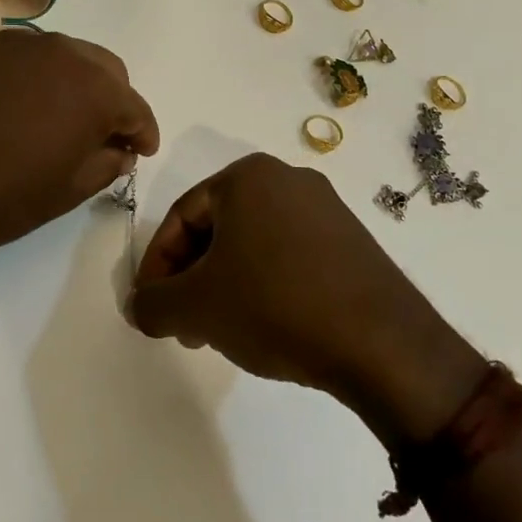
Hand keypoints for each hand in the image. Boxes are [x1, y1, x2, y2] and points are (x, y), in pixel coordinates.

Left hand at [0, 30, 158, 276]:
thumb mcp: (66, 192)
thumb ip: (105, 163)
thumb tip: (119, 149)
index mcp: (92, 88)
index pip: (134, 105)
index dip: (142, 131)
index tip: (140, 150)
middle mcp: (58, 51)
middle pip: (101, 68)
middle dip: (109, 98)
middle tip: (99, 133)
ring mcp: (10, 42)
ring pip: (57, 54)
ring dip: (66, 82)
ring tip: (51, 116)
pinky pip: (13, 55)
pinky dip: (23, 76)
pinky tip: (5, 105)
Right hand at [128, 154, 482, 440]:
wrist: (384, 345)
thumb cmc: (275, 305)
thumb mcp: (197, 307)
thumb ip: (152, 304)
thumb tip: (138, 307)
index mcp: (247, 176)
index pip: (181, 216)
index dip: (157, 265)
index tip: (151, 308)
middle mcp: (287, 178)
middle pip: (217, 228)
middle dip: (193, 277)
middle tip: (184, 324)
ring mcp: (326, 208)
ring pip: (253, 243)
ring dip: (226, 285)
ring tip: (221, 332)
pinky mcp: (352, 241)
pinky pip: (289, 255)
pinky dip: (265, 285)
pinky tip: (266, 325)